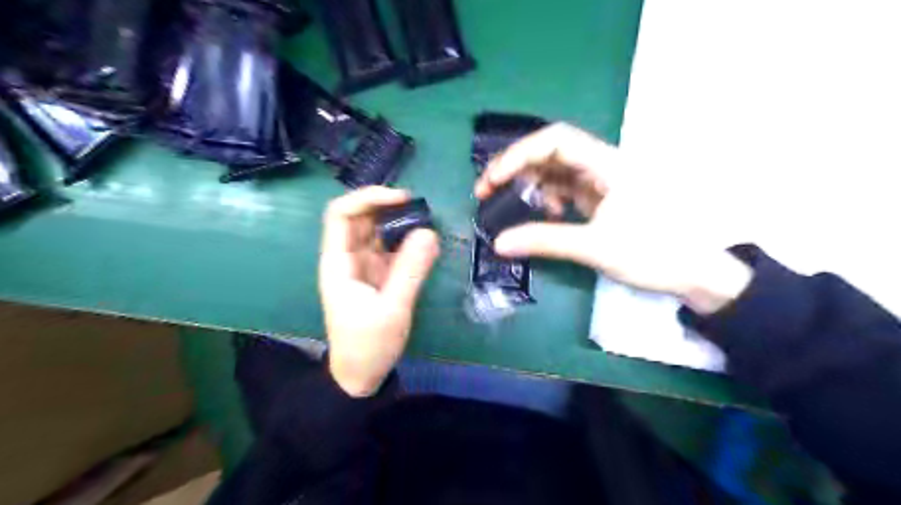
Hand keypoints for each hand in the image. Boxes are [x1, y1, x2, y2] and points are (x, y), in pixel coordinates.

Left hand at [321, 187, 440, 395]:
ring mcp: (363, 265)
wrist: (361, 375)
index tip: (401, 198)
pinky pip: (390, 248)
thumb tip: (429, 232)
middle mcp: (348, 258)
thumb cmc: (369, 345)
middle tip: (421, 208)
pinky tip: (426, 241)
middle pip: (360, 217)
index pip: (341, 214)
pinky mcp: (378, 274)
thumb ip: (411, 270)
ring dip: (399, 221)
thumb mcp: (393, 309)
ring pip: (377, 230)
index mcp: (338, 263)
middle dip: (387, 206)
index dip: (368, 198)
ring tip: (427, 220)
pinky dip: (406, 240)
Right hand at [474, 122, 750, 313]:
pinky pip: (567, 189)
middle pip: (551, 152)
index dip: (519, 154)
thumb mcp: (595, 247)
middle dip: (516, 169)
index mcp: (608, 164)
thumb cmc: (655, 253)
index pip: (555, 140)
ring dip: (531, 185)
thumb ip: (545, 241)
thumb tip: (499, 242)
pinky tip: (546, 215)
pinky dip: (549, 199)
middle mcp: (604, 164)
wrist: (698, 273)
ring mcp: (604, 181)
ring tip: (511, 206)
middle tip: (487, 192)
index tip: (492, 180)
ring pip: (557, 171)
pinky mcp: (604, 198)